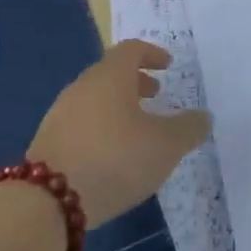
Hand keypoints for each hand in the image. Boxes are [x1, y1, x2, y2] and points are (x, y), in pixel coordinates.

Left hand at [28, 40, 209, 223]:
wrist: (48, 201)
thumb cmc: (115, 159)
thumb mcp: (165, 146)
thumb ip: (188, 128)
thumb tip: (202, 117)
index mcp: (110, 77)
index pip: (131, 50)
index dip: (152, 54)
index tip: (167, 65)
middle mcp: (82, 87)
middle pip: (110, 73)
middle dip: (135, 81)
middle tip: (156, 95)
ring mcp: (60, 114)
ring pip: (95, 99)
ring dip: (118, 106)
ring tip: (137, 130)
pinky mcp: (48, 142)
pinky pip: (81, 123)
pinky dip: (101, 127)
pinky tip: (112, 154)